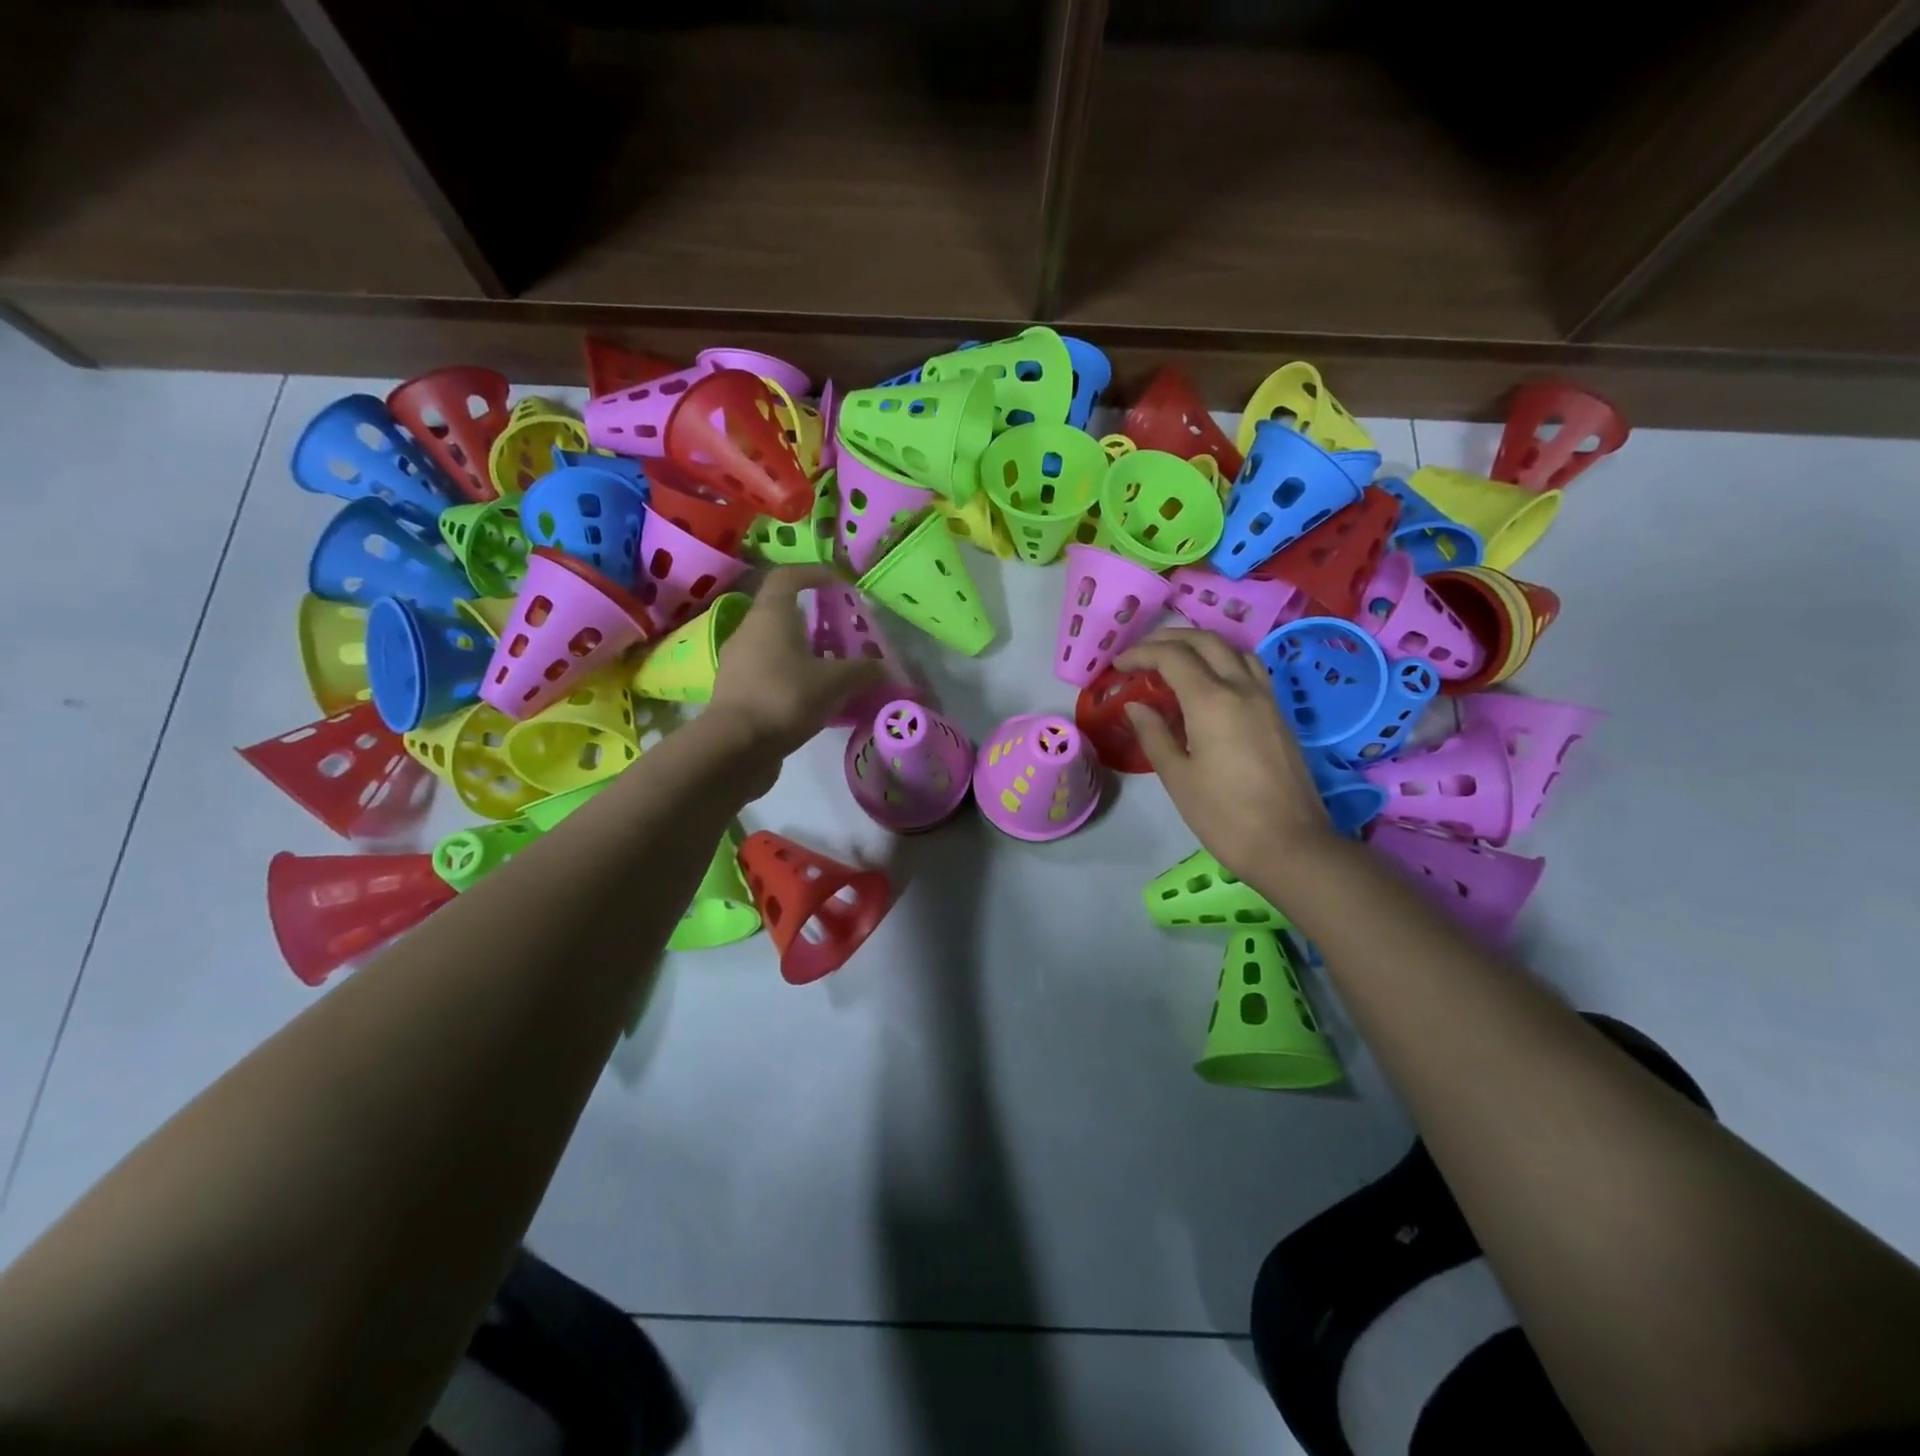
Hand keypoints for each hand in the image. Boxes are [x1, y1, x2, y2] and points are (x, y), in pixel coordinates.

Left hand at [706, 566, 883, 767]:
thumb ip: (862, 671)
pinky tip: (815, 702)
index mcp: (769, 616)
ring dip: (805, 655)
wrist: (734, 748)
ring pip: (777, 648)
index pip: (787, 577)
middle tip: (843, 637)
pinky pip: (770, 676)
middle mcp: (748, 633)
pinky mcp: (736, 694)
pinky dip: (793, 681)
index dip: (814, 573)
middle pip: (783, 615)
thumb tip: (882, 668)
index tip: (838, 584)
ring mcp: (738, 664)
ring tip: (834, 673)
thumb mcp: (834, 683)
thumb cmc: (784, 698)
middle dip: (816, 623)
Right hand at [1115, 628, 1331, 878]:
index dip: (1141, 654)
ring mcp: (1266, 698)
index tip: (1118, 665)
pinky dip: (1224, 661)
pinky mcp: (1279, 714)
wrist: (1290, 844)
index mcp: (1211, 700)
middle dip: (1169, 639)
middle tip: (1142, 654)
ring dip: (1201, 645)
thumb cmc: (1224, 815)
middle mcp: (1242, 687)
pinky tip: (1211, 682)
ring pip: (1233, 650)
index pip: (1172, 657)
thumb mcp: (1178, 777)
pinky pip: (1250, 669)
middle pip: (1205, 641)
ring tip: (1175, 660)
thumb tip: (1136, 705)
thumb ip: (1154, 734)